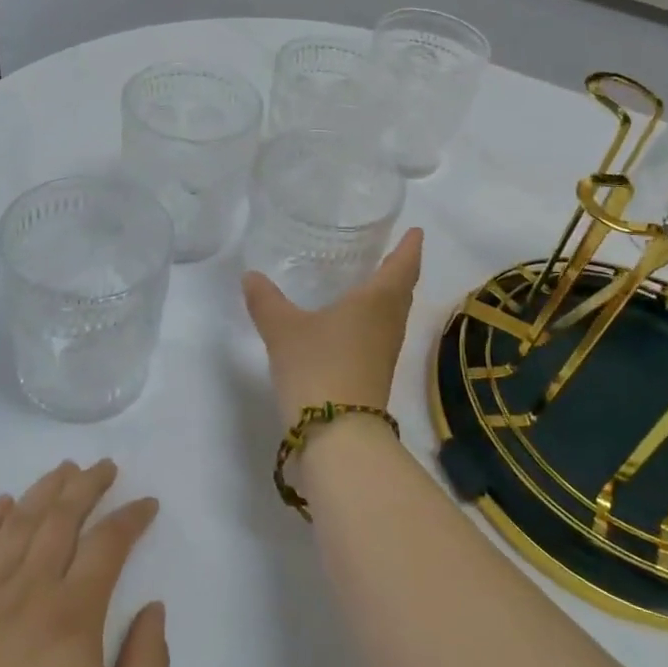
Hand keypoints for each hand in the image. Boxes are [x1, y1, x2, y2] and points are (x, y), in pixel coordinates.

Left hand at [0, 461, 167, 666]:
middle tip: (105, 467)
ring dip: (44, 490)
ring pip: (18, 524)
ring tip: (64, 469)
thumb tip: (153, 606)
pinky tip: (1, 503)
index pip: (109, 543)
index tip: (147, 504)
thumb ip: (147, 663)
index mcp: (73, 615)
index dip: (132, 516)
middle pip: (62, 518)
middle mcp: (29, 591)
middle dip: (89, 484)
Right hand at [242, 228, 424, 425]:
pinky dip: (374, 318)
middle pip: (402, 290)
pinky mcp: (375, 374)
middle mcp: (388, 323)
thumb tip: (250, 276)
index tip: (417, 231)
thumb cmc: (318, 367)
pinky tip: (352, 321)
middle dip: (401, 268)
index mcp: (376, 302)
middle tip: (393, 250)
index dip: (409, 247)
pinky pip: (380, 333)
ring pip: (393, 313)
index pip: (401, 266)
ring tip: (372, 279)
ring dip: (389, 294)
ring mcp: (384, 352)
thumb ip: (266, 300)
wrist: (337, 435)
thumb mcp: (284, 329)